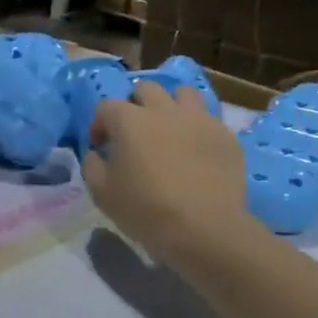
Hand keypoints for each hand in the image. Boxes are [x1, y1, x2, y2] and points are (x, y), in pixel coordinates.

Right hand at [81, 84, 259, 268]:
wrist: (205, 229)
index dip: (99, 124)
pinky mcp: (225, 136)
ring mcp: (198, 119)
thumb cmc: (146, 210)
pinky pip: (209, 119)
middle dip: (135, 103)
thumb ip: (92, 165)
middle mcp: (163, 110)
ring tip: (169, 127)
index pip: (105, 106)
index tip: (100, 145)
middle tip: (135, 130)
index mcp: (129, 120)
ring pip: (183, 93)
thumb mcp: (102, 193)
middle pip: (145, 88)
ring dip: (171, 104)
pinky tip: (196, 151)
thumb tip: (97, 153)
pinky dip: (198, 128)